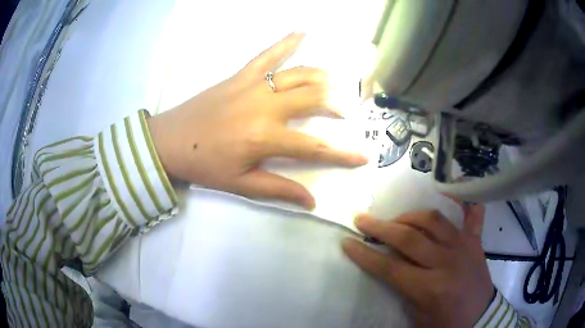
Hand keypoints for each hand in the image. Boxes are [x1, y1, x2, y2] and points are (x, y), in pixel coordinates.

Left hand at [147, 32, 367, 208]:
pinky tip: (303, 30)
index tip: (363, 156)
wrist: (169, 141)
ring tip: (335, 83)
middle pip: (314, 98)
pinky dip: (287, 42)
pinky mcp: (240, 75)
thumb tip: (312, 201)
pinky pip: (267, 55)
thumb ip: (279, 189)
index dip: (343, 154)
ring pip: (299, 74)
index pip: (315, 147)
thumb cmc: (204, 165)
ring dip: (323, 77)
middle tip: (346, 112)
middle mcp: (265, 107)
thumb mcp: (241, 184)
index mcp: (265, 138)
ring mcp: (253, 86)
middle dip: (337, 104)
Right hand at [342, 204, 494, 327]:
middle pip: (409, 237)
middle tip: (363, 219)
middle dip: (381, 228)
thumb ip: (402, 292)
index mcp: (430, 288)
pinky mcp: (475, 242)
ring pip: (434, 220)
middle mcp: (447, 262)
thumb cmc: (446, 324)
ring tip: (397, 219)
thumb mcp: (417, 317)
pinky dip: (463, 202)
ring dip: (411, 216)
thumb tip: (387, 268)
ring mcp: (464, 247)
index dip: (365, 255)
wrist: (479, 319)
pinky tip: (453, 192)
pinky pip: (471, 215)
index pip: (390, 267)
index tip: (347, 242)